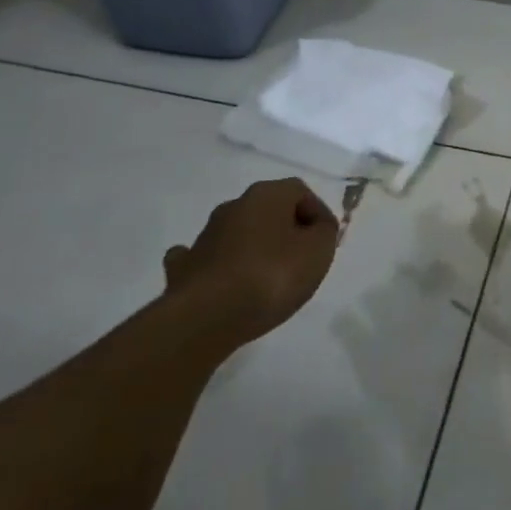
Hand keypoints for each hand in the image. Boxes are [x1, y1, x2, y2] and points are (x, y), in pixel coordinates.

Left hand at [161, 178, 338, 345]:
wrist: (205, 318)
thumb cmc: (271, 276)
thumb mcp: (319, 251)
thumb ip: (325, 232)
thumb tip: (315, 228)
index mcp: (266, 195)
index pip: (301, 192)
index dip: (318, 214)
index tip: (326, 242)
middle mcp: (233, 206)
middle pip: (269, 211)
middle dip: (287, 231)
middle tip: (301, 259)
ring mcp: (204, 236)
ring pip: (239, 234)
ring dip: (255, 248)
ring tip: (268, 278)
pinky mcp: (184, 268)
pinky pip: (208, 259)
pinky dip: (219, 267)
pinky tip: (224, 283)